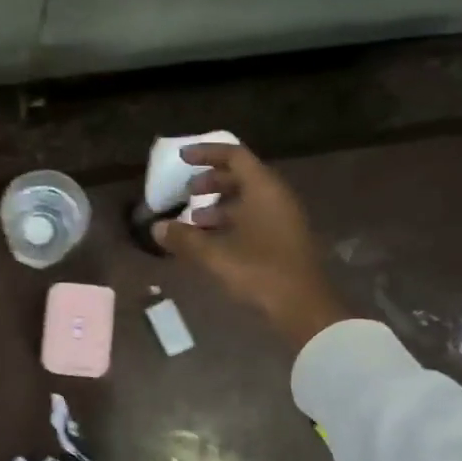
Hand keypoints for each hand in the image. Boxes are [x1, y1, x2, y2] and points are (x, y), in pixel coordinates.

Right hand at [154, 143, 346, 347]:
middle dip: (211, 181)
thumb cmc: (259, 272)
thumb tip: (157, 228)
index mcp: (263, 189)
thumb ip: (184, 238)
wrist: (303, 307)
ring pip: (248, 198)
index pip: (234, 156)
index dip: (206, 153)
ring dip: (219, 203)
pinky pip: (255, 216)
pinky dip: (231, 220)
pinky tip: (213, 240)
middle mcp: (276, 197)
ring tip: (194, 220)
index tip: (182, 158)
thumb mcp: (214, 255)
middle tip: (187, 192)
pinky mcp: (285, 238)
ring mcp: (284, 218)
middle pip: (242, 175)